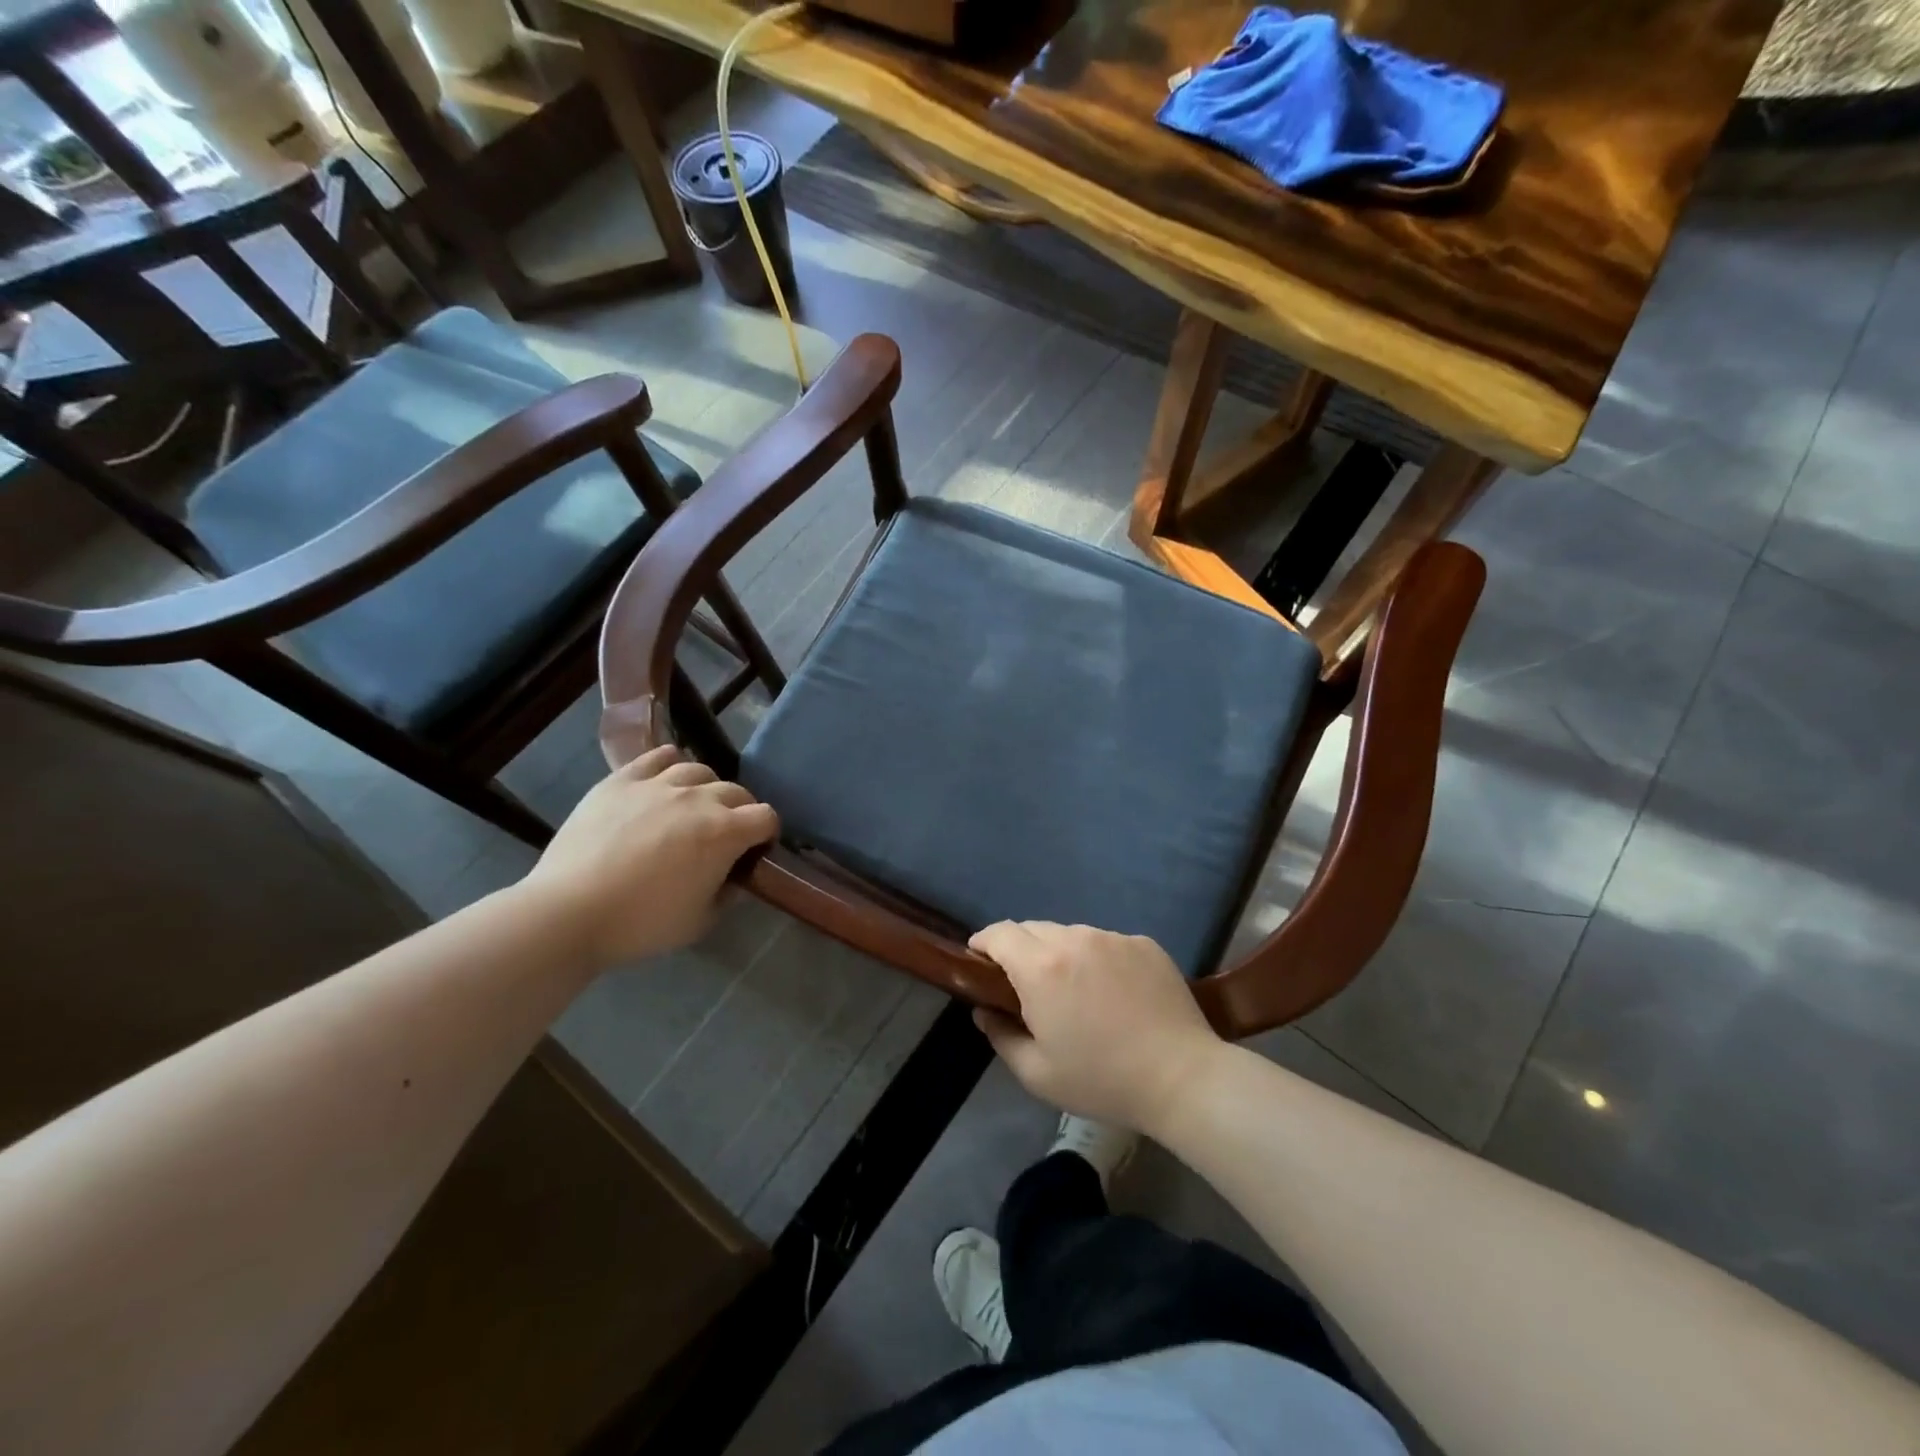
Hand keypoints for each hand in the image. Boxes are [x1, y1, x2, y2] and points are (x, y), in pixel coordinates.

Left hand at [522, 746, 777, 969]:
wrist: (570, 912)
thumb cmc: (641, 924)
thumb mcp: (700, 922)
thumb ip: (726, 894)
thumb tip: (731, 876)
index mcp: (725, 833)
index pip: (766, 817)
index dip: (766, 834)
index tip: (754, 852)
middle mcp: (699, 799)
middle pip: (736, 791)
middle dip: (740, 811)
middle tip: (724, 835)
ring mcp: (658, 784)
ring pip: (698, 770)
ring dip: (705, 788)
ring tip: (691, 807)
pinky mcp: (622, 781)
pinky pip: (657, 757)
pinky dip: (669, 764)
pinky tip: (664, 780)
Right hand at [968, 922, 1221, 1133]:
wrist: (1182, 1077)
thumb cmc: (1102, 1080)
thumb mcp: (1037, 1074)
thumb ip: (1001, 1036)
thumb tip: (984, 1011)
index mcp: (1041, 968)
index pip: (999, 933)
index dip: (983, 943)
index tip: (979, 962)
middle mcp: (1074, 939)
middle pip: (1033, 929)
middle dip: (1020, 950)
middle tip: (1026, 986)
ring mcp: (1112, 938)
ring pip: (1071, 934)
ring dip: (1060, 953)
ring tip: (1075, 991)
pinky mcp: (1143, 943)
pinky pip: (1106, 942)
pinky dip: (1097, 959)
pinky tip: (1114, 993)